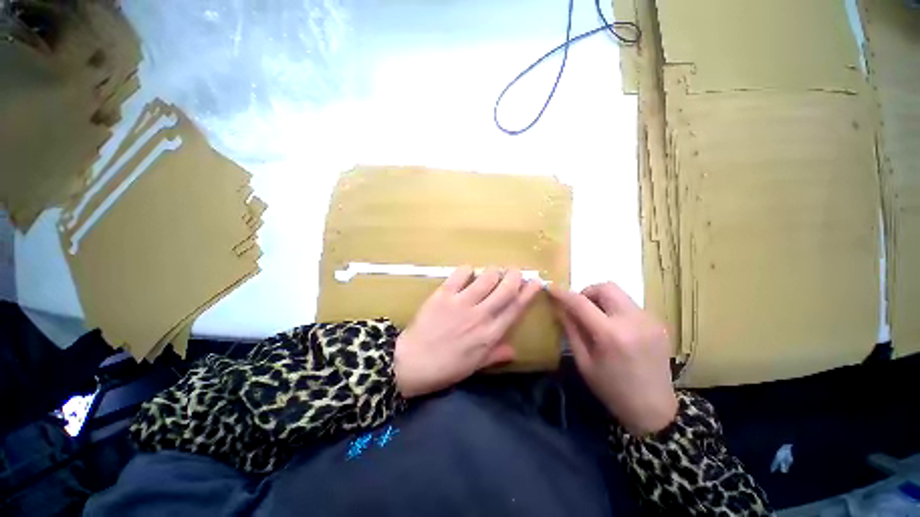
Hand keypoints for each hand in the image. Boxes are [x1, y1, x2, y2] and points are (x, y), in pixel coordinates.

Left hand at [394, 267, 541, 397]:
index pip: (515, 309)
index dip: (528, 293)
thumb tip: (515, 350)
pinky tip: (468, 272)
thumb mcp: (474, 366)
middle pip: (505, 289)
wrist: (412, 362)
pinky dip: (467, 269)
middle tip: (515, 270)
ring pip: (486, 278)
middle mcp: (480, 315)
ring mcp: (461, 303)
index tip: (536, 281)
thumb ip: (496, 355)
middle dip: (514, 276)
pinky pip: (460, 274)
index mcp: (490, 334)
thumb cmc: (445, 367)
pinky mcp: (444, 294)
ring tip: (493, 271)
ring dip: (493, 271)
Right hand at [550, 282, 676, 435]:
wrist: (655, 410)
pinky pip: (630, 306)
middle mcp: (633, 321)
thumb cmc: (612, 390)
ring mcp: (649, 320)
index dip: (563, 293)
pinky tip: (615, 329)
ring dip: (602, 300)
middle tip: (580, 308)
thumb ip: (571, 330)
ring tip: (597, 319)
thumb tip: (560, 308)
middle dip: (587, 292)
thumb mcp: (584, 362)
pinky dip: (616, 309)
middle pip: (606, 287)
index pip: (581, 302)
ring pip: (619, 294)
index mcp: (611, 335)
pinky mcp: (658, 324)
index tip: (551, 289)